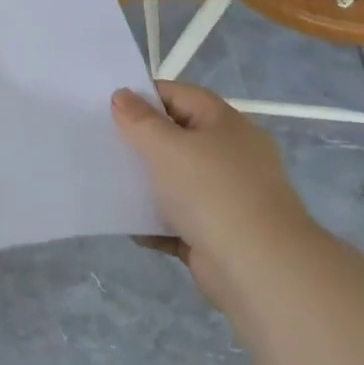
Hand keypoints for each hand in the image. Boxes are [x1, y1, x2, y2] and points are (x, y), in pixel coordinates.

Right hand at [112, 82, 315, 302]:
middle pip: (178, 138)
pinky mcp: (219, 234)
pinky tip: (130, 226)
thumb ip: (139, 120)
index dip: (145, 97)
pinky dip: (157, 223)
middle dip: (142, 142)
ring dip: (147, 185)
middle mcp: (231, 155)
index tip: (109, 107)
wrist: (259, 269)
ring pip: (177, 181)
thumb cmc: (211, 192)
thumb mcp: (166, 146)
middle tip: (104, 144)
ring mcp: (227, 196)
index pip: (180, 96)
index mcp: (225, 124)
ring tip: (109, 183)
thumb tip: (122, 95)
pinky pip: (180, 220)